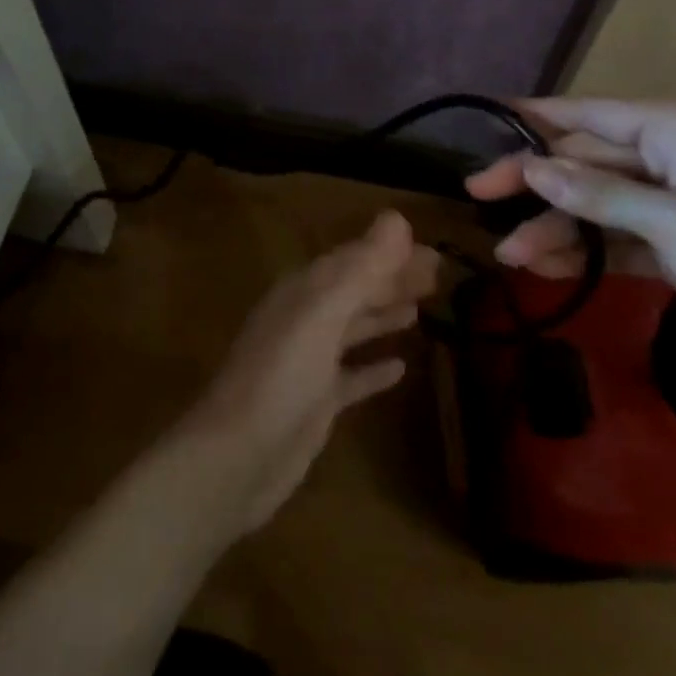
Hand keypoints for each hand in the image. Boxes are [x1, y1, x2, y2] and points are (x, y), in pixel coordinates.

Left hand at [180, 211, 438, 533]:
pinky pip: (351, 376)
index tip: (432, 251)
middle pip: (355, 290)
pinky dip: (374, 368)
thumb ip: (360, 268)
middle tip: (439, 275)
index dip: (390, 253)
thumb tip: (397, 218)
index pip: (353, 260)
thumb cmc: (280, 378)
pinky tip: (401, 368)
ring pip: (353, 328)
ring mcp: (309, 363)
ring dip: (384, 314)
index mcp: (303, 293)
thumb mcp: (322, 314)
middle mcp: (305, 320)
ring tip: (422, 307)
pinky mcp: (316, 403)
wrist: (237, 458)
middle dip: (392, 280)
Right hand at [466, 99, 675, 387]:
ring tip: (508, 256)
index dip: (534, 117)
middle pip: (582, 162)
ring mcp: (671, 204)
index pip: (587, 115)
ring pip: (593, 205)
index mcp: (673, 131)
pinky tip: (545, 269)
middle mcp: (666, 159)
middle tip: (476, 197)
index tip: (485, 117)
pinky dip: (583, 252)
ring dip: (554, 228)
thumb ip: (599, 194)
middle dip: (533, 184)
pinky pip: (614, 239)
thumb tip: (532, 167)